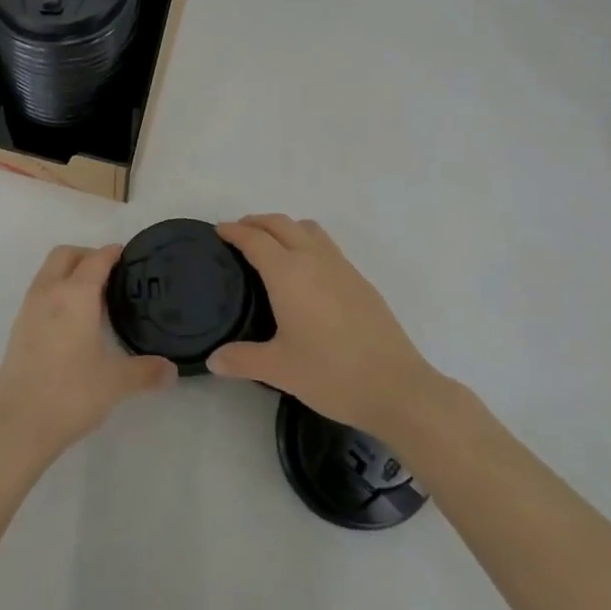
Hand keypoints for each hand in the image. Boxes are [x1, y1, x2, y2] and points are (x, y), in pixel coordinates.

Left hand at [0, 245, 175, 469]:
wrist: (17, 425)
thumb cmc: (71, 394)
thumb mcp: (116, 383)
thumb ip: (146, 372)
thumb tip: (172, 370)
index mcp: (75, 295)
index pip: (96, 259)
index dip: (113, 253)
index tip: (129, 256)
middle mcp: (49, 293)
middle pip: (65, 255)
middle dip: (87, 255)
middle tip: (110, 275)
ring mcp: (28, 309)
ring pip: (48, 272)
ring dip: (69, 272)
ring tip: (93, 298)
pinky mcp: (18, 328)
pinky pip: (40, 293)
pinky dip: (56, 292)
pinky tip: (72, 321)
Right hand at [208, 215, 445, 440]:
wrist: (397, 387)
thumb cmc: (331, 374)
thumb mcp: (279, 369)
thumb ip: (242, 360)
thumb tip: (213, 360)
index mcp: (288, 273)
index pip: (255, 240)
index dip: (234, 231)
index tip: (219, 231)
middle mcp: (314, 260)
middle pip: (281, 224)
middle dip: (257, 222)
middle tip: (239, 233)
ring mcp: (342, 267)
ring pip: (308, 229)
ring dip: (285, 227)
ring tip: (272, 245)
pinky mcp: (361, 281)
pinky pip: (327, 246)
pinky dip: (307, 243)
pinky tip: (306, 273)